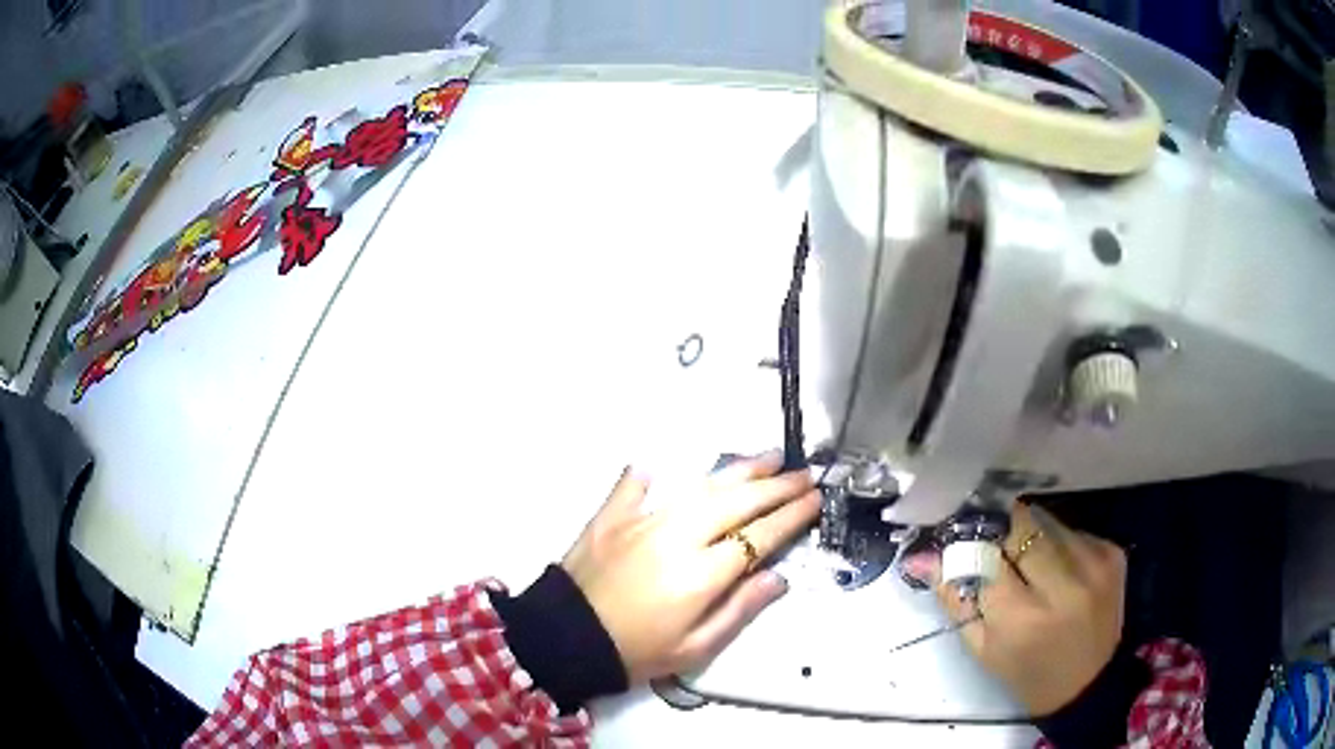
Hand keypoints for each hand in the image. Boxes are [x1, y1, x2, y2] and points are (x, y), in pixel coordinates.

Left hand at [562, 452, 818, 684]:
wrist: (564, 641)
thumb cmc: (636, 653)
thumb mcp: (694, 649)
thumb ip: (739, 609)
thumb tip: (778, 577)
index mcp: (701, 574)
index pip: (759, 536)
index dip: (791, 516)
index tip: (815, 499)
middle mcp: (676, 537)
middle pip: (736, 503)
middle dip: (776, 486)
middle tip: (803, 474)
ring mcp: (641, 520)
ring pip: (699, 487)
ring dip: (737, 471)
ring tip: (767, 459)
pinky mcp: (611, 516)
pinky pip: (635, 485)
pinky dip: (651, 474)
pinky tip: (661, 464)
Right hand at [939, 503, 1127, 715]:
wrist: (1088, 684)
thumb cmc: (1026, 673)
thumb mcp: (981, 647)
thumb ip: (955, 598)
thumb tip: (923, 557)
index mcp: (1022, 618)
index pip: (988, 555)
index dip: (973, 540)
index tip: (963, 532)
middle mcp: (1063, 585)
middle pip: (1023, 526)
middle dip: (1004, 530)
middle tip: (996, 541)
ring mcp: (1094, 565)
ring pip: (1050, 523)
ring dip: (1033, 535)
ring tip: (1030, 561)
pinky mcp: (1113, 554)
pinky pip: (1075, 531)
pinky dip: (1060, 543)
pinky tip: (1059, 568)